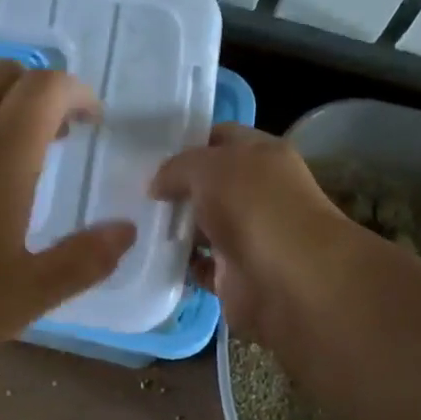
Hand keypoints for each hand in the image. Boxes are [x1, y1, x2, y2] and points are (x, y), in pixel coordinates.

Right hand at [150, 124, 358, 343]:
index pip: (222, 137)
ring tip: (132, 221)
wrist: (288, 282)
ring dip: (175, 227)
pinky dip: (180, 264)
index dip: (188, 141)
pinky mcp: (236, 276)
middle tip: (131, 187)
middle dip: (176, 186)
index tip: (150, 150)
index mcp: (263, 156)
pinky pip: (200, 266)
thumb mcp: (208, 167)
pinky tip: (151, 256)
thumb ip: (177, 167)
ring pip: (203, 226)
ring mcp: (248, 236)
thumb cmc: (253, 207)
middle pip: (210, 184)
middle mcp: (259, 194)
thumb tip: (157, 185)